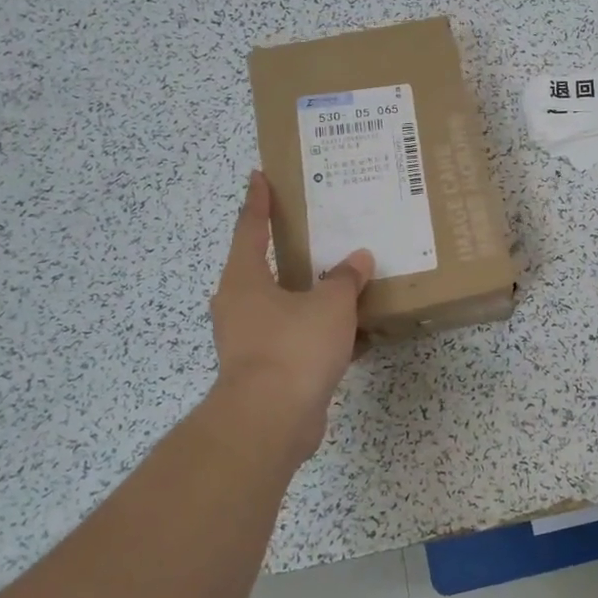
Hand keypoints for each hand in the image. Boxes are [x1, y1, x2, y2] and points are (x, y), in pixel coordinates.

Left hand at [209, 170, 372, 466]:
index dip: (258, 201)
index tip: (259, 176)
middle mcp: (239, 306)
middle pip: (263, 268)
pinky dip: (321, 333)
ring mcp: (250, 340)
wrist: (270, 421)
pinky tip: (354, 334)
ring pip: (284, 306)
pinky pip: (297, 339)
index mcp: (244, 279)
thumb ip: (345, 279)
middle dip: (288, 251)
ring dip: (310, 296)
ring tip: (343, 282)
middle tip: (317, 231)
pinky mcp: (266, 370)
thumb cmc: (293, 347)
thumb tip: (357, 260)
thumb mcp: (330, 305)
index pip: (250, 228)